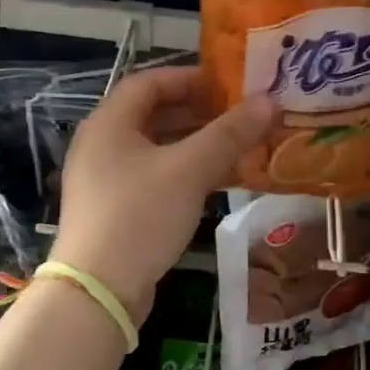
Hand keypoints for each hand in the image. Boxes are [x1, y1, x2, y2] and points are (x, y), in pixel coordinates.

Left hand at [52, 67, 275, 321]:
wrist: (99, 291)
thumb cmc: (140, 215)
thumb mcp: (190, 170)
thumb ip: (230, 134)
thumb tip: (270, 101)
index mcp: (109, 123)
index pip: (149, 82)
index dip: (189, 79)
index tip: (228, 86)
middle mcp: (101, 145)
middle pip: (153, 116)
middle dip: (198, 114)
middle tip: (240, 117)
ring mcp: (105, 180)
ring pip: (156, 150)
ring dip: (195, 146)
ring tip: (237, 148)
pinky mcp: (114, 211)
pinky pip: (153, 178)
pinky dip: (184, 174)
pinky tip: (217, 183)